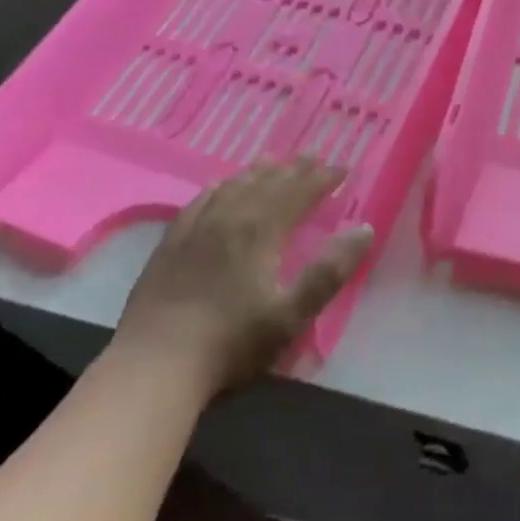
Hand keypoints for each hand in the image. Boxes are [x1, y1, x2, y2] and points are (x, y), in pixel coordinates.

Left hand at [111, 159, 373, 394]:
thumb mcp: (292, 314)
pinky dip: (217, 187)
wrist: (155, 364)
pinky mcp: (171, 244)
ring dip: (257, 172)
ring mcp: (197, 228)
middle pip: (267, 184)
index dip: (322, 179)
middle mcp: (230, 219)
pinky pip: (199, 201)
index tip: (342, 169)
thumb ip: (330, 271)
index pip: (299, 193)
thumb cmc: (232, 343)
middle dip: (294, 170)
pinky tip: (218, 186)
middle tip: (313, 156)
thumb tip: (364, 229)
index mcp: (262, 232)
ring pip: (233, 187)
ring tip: (273, 161)